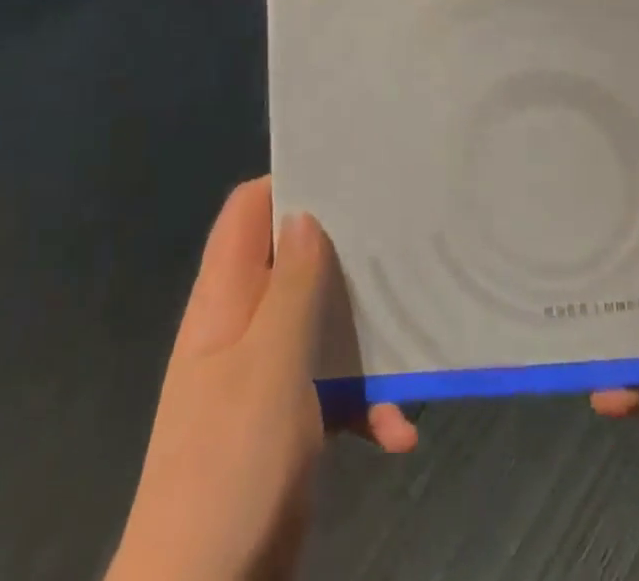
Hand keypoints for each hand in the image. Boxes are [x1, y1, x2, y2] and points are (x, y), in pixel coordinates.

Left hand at [108, 178, 416, 580]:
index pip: (248, 211)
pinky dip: (363, 402)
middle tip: (397, 239)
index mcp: (226, 298)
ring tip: (412, 337)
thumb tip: (304, 214)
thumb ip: (291, 287)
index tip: (347, 175)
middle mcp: (243, 325)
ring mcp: (264, 374)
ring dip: (363, 336)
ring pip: (319, 323)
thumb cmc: (230, 465)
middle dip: (343, 253)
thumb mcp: (269, 365)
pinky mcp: (287, 422)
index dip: (289, 184)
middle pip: (294, 261)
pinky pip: (330, 390)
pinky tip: (398, 432)